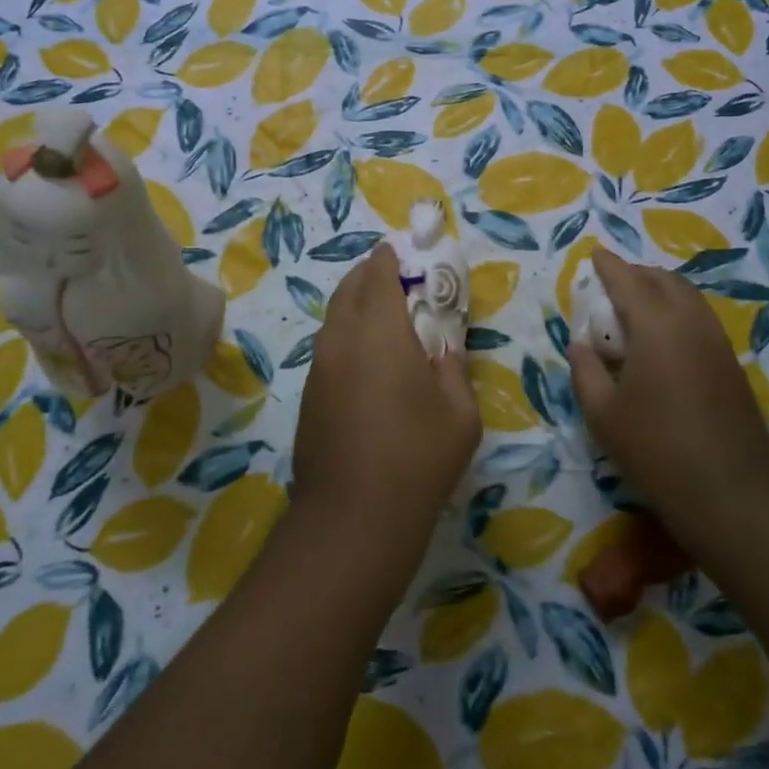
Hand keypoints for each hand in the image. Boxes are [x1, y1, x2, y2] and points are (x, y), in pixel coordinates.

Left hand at [292, 244, 480, 552]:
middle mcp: (341, 339)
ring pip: (334, 317)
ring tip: (384, 317)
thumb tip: (443, 347)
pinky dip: (346, 335)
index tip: (405, 251)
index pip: (379, 274)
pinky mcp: (309, 394)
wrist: (352, 517)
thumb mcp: (460, 412)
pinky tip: (367, 360)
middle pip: (349, 288)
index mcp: (379, 332)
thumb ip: (453, 366)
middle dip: (370, 275)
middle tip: (397, 279)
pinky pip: (328, 345)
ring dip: (356, 305)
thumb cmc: (417, 458)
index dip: (391, 257)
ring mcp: (319, 367)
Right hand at [567, 249, 768, 529]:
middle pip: (664, 280)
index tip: (594, 255)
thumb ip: (586, 370)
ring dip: (660, 290)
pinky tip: (661, 338)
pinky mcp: (730, 363)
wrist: (730, 490)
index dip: (608, 266)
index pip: (628, 281)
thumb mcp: (602, 414)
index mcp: (656, 326)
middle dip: (636, 273)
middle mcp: (691, 322)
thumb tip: (581, 344)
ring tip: (634, 307)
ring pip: (688, 296)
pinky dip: (676, 310)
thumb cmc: (655, 449)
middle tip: (611, 283)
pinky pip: (699, 318)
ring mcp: (716, 341)